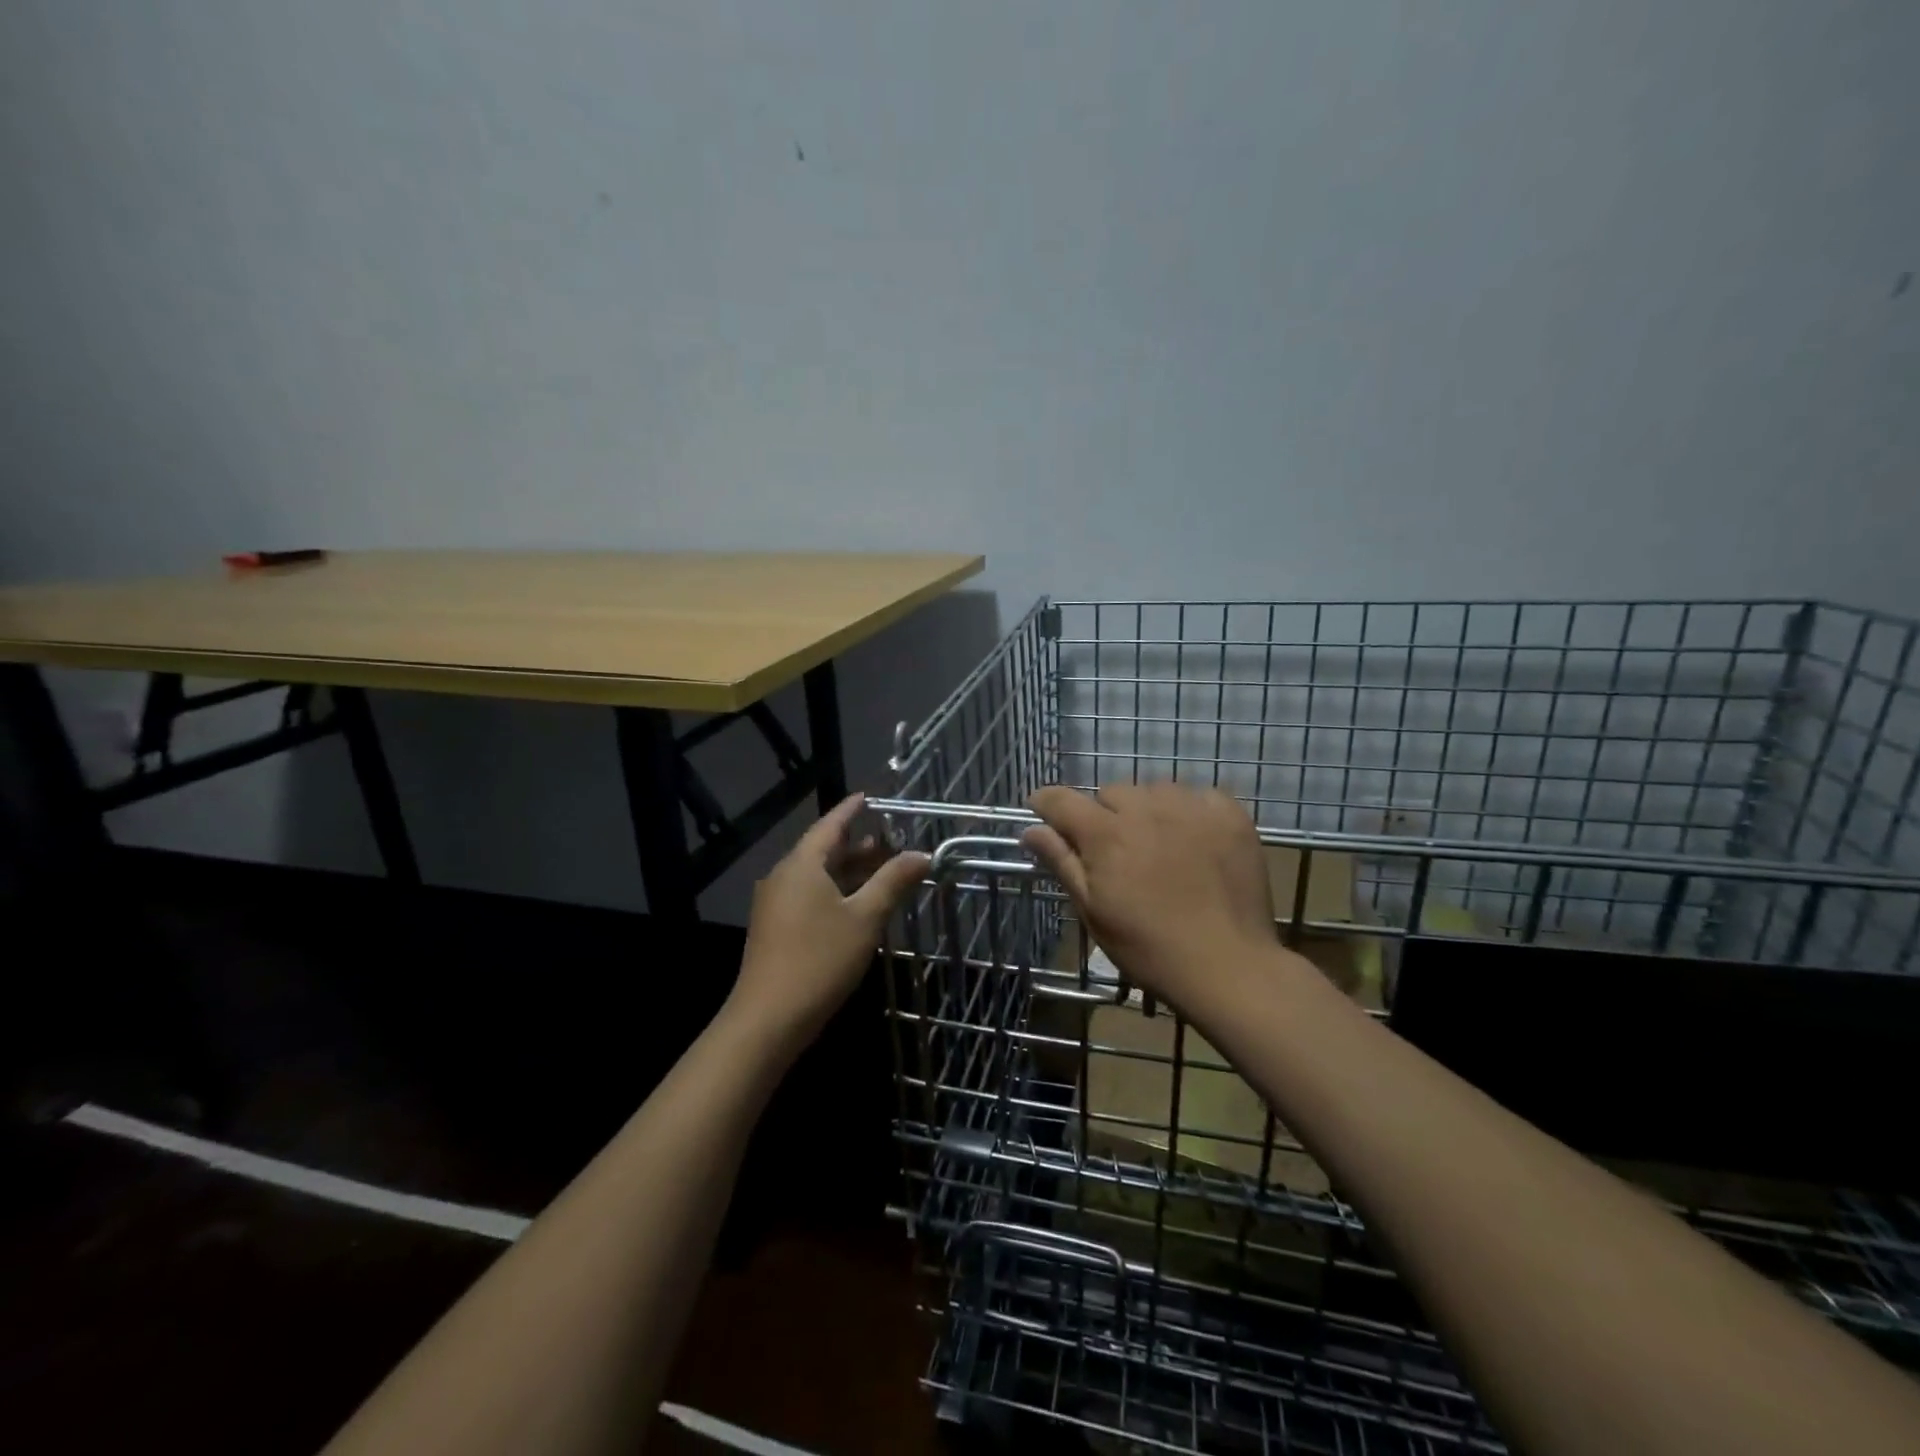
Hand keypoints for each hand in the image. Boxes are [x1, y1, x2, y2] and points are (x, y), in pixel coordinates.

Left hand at [728, 793, 929, 1056]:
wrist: (768, 1019)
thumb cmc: (819, 960)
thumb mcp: (865, 918)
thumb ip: (893, 881)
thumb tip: (922, 854)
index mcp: (802, 865)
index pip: (830, 825)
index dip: (851, 810)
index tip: (869, 796)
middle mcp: (784, 877)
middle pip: (824, 851)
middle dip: (858, 845)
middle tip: (892, 839)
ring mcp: (776, 904)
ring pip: (818, 876)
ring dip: (850, 871)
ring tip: (883, 869)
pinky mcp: (776, 928)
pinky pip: (810, 896)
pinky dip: (837, 891)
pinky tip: (859, 905)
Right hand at [1023, 782, 1276, 1015]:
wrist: (1229, 966)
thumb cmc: (1149, 947)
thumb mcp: (1093, 911)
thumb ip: (1062, 862)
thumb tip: (1030, 830)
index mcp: (1105, 833)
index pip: (1061, 800)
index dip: (1045, 803)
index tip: (1042, 812)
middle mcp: (1146, 808)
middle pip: (1111, 792)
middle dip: (1104, 815)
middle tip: (1115, 851)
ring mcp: (1191, 808)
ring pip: (1155, 790)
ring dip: (1148, 810)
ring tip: (1158, 844)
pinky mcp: (1229, 815)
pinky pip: (1199, 796)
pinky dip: (1190, 811)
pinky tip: (1195, 840)